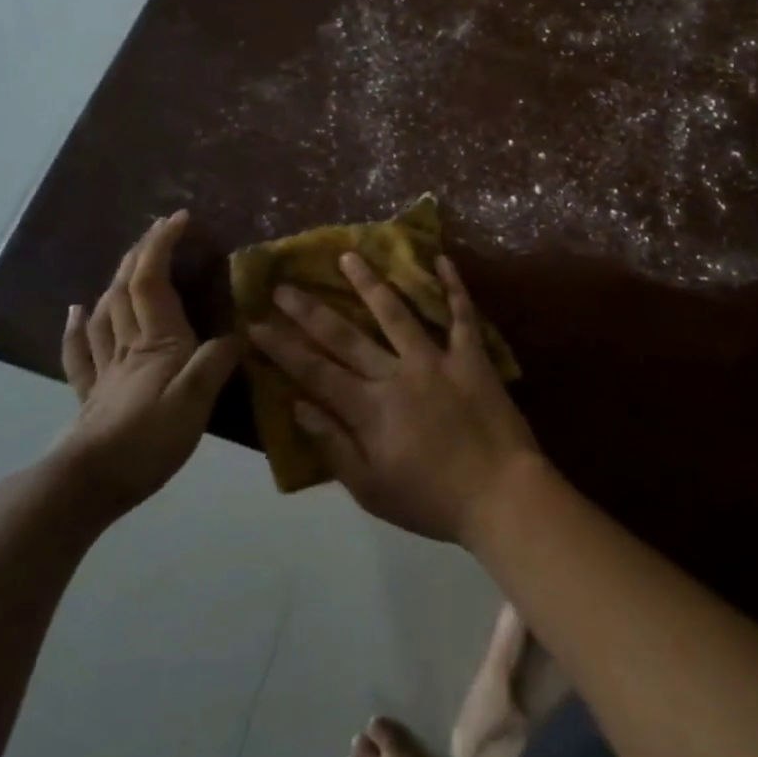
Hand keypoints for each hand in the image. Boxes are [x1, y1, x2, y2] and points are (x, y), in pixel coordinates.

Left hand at [55, 211, 239, 518]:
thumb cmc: (146, 441)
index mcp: (157, 342)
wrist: (86, 486)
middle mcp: (128, 345)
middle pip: (127, 287)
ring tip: (128, 260)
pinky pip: (81, 351)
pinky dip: (77, 326)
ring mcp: (106, 369)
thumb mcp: (195, 402)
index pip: (154, 280)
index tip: (180, 217)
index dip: (162, 245)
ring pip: (106, 311)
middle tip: (159, 229)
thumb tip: (239, 334)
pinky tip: (76, 311)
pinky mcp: (93, 394)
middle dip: (142, 252)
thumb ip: (216, 363)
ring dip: (117, 278)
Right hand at [249, 252, 539, 543]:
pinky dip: (453, 286)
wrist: (502, 496)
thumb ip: (334, 446)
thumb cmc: (432, 501)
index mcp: (370, 409)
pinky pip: (461, 314)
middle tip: (284, 284)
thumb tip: (298, 406)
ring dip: (370, 283)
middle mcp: (397, 374)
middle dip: (310, 310)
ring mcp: (437, 360)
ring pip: (397, 313)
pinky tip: (440, 258)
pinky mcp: (472, 356)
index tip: (256, 323)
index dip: (282, 347)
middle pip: (346, 336)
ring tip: (349, 255)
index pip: (314, 372)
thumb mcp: (371, 490)